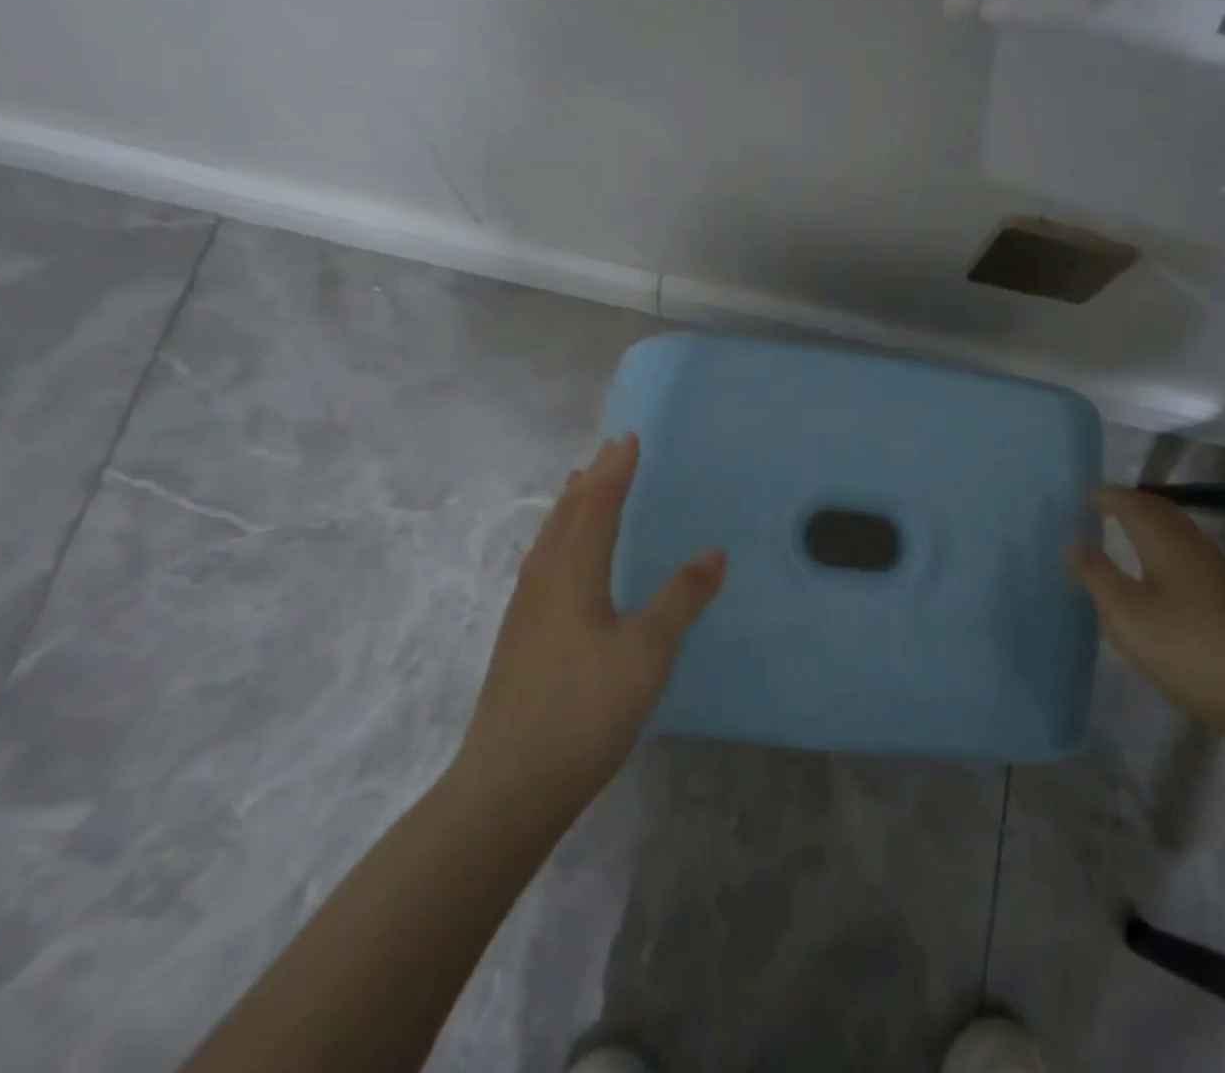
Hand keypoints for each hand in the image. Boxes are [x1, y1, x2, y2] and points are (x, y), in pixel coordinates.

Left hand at [453, 434, 724, 815]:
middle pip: (567, 514)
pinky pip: (542, 562)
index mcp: (573, 572)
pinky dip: (558, 537)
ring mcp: (525, 609)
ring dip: (570, 505)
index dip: (615, 470)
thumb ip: (681, 597)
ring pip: (549, 538)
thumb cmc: (585, 709)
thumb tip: (715, 550)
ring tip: (581, 486)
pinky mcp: (520, 636)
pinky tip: (560, 558)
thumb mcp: (647, 651)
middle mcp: (544, 579)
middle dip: (591, 478)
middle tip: (610, 452)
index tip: (629, 438)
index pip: (597, 504)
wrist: (509, 786)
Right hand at [1071, 486, 1224, 731]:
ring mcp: (1220, 572)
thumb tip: (1075, 536)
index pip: (1133, 504)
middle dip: (1131, 503)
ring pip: (1179, 533)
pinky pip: (1190, 555)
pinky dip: (1166, 549)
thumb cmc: (1185, 647)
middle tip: (1104, 506)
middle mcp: (1195, 547)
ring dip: (1151, 525)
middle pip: (1161, 511)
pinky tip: (1161, 575)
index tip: (1085, 495)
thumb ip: (1096, 572)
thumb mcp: (1124, 613)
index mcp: (1166, 542)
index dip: (1108, 496)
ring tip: (1127, 535)